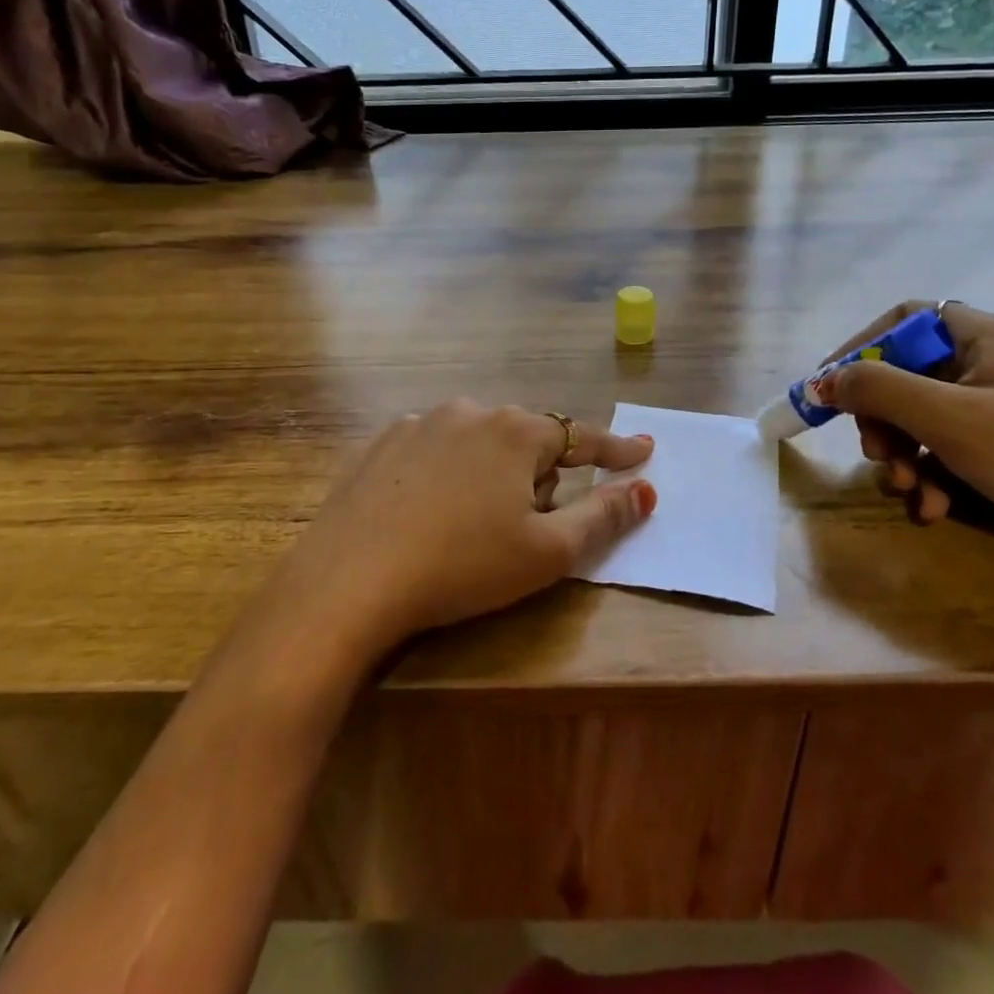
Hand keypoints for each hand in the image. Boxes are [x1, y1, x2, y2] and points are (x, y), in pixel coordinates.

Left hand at [275, 400, 655, 659]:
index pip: (582, 437)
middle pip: (526, 442)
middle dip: (537, 478)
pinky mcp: (380, 444)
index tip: (642, 451)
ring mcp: (419, 423)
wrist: (349, 581)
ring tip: (470, 526)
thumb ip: (603, 517)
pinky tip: (427, 514)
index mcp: (515, 432)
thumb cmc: (463, 565)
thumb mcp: (546, 552)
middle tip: (522, 528)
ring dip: (491, 474)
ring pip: (478, 444)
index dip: (616, 449)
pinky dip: (446, 475)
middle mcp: (469, 412)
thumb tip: (644, 490)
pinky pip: (434, 452)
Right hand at [812, 303, 993, 599]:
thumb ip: (880, 391)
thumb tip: (825, 379)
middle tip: (877, 453)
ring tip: (908, 489)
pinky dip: (929, 476)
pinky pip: (943, 449)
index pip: (903, 320)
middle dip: (882, 419)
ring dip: (902, 455)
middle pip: (904, 375)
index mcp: (981, 337)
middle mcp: (987, 363)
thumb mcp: (950, 420)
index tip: (831, 385)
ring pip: (919, 418)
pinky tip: (933, 508)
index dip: (861, 347)